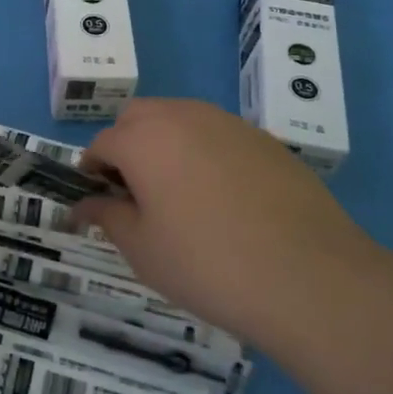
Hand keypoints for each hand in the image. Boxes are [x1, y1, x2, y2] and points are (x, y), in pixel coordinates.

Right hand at [74, 98, 371, 344]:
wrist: (309, 278)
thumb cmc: (207, 264)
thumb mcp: (142, 249)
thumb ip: (106, 216)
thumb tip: (83, 204)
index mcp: (143, 139)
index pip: (101, 143)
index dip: (91, 172)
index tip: (98, 204)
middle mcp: (182, 116)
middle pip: (138, 117)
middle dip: (126, 146)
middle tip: (136, 195)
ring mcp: (228, 123)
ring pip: (180, 119)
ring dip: (165, 145)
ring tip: (179, 197)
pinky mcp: (264, 140)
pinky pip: (218, 135)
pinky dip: (205, 154)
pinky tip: (224, 200)